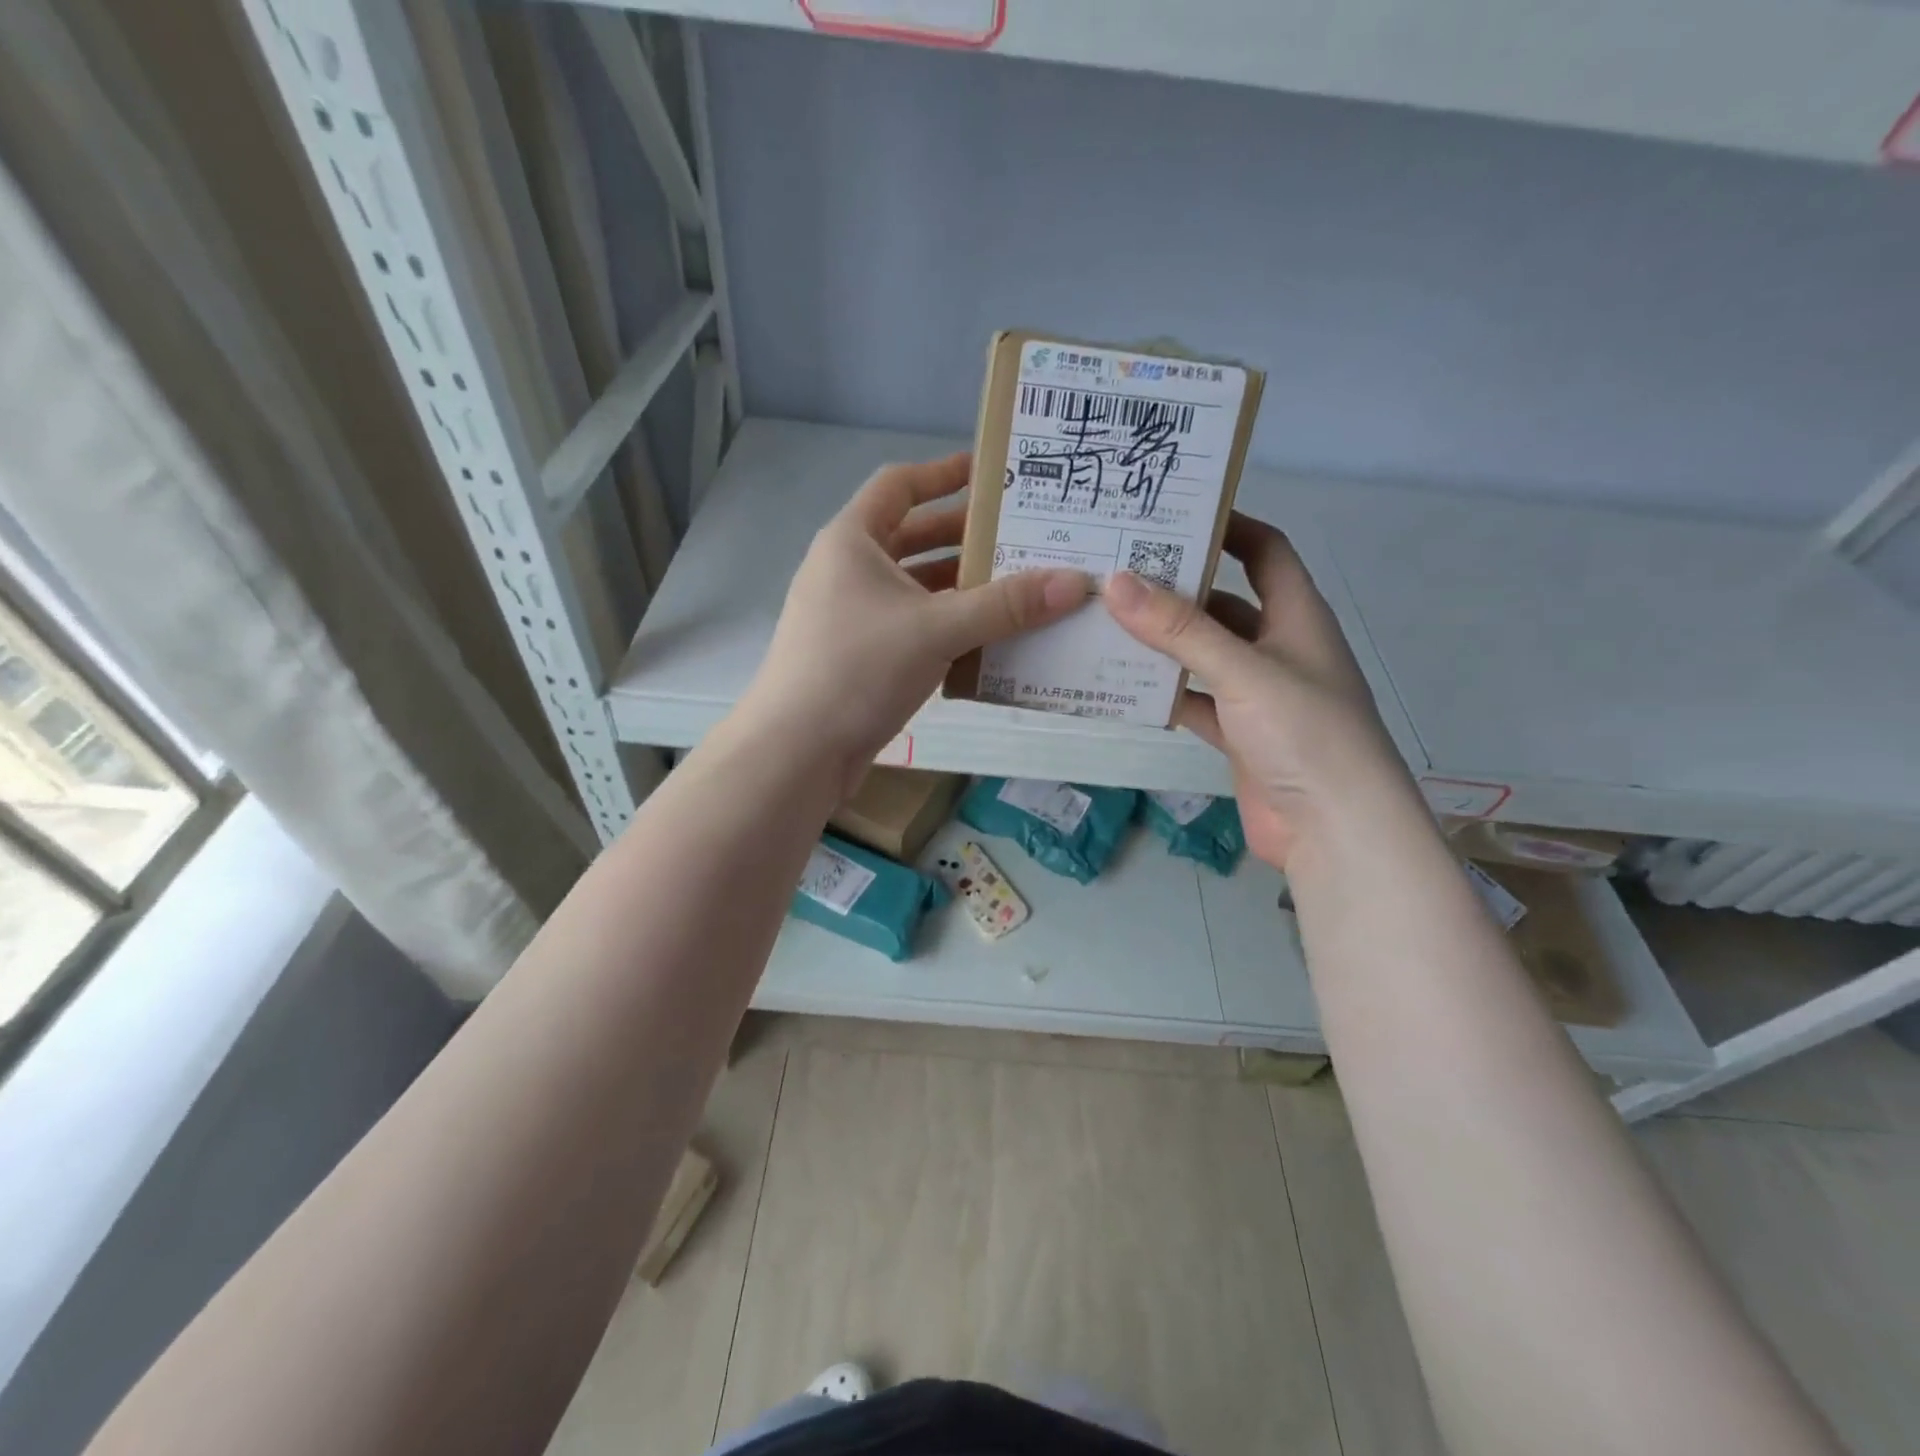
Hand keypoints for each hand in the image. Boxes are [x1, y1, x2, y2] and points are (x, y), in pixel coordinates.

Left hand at [741, 453, 1089, 791]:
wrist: (796, 751)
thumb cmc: (858, 669)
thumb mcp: (937, 629)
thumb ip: (1006, 606)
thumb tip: (1075, 582)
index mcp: (852, 541)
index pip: (900, 485)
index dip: (945, 473)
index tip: (993, 473)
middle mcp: (847, 571)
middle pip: (912, 538)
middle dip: (966, 538)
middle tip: (1022, 538)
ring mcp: (850, 616)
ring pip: (914, 589)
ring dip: (961, 589)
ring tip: (1018, 590)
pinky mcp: (858, 657)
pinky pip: (911, 628)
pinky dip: (946, 628)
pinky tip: (988, 640)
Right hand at [1104, 512, 1408, 869]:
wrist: (1335, 830)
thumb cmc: (1305, 734)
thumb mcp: (1243, 671)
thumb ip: (1180, 630)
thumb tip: (1117, 582)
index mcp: (1296, 615)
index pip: (1265, 551)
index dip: (1228, 526)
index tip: (1172, 514)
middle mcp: (1277, 647)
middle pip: (1222, 603)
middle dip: (1176, 588)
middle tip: (1116, 571)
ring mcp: (1256, 693)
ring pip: (1202, 654)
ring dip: (1162, 643)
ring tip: (1104, 622)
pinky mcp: (1238, 733)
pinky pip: (1193, 700)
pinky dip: (1163, 693)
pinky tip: (1120, 685)